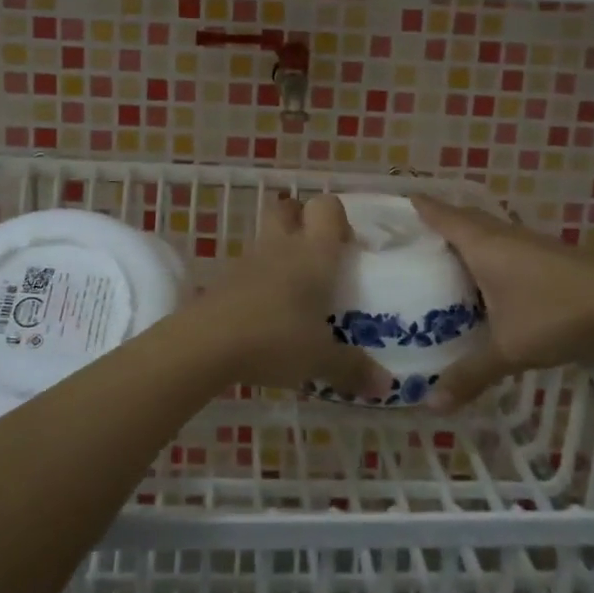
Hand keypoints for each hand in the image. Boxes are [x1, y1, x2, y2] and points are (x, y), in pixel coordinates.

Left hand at [191, 194, 393, 400]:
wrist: (207, 342)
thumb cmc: (276, 338)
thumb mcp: (320, 359)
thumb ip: (353, 368)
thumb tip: (386, 385)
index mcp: (314, 253)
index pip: (327, 206)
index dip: (337, 218)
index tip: (345, 247)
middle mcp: (283, 246)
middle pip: (289, 207)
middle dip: (302, 220)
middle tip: (318, 256)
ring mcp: (249, 259)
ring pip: (267, 237)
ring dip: (280, 252)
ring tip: (296, 292)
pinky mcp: (225, 279)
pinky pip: (250, 267)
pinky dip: (260, 279)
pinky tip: (268, 312)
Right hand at [413, 197, 593, 410]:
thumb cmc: (555, 313)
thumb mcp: (508, 349)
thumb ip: (470, 374)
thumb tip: (431, 404)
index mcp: (481, 243)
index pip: (438, 213)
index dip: (414, 207)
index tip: (388, 209)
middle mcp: (500, 234)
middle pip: (460, 217)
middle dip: (434, 224)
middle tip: (406, 242)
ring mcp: (526, 242)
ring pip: (484, 231)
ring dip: (462, 239)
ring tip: (438, 262)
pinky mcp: (546, 254)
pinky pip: (503, 245)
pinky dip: (485, 254)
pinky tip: (484, 280)